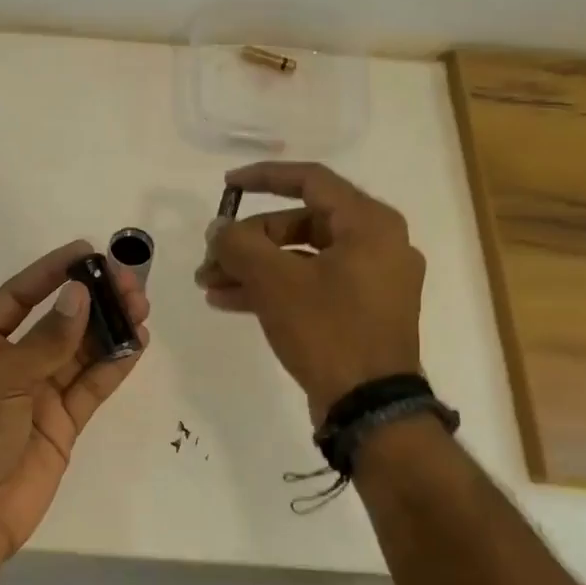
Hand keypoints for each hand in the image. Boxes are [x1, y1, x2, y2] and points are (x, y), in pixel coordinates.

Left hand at [0, 241, 149, 559]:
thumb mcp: (3, 379)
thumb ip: (47, 340)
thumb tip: (79, 294)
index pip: (19, 296)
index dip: (50, 272)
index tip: (86, 252)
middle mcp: (13, 364)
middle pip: (59, 321)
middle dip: (92, 300)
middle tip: (128, 283)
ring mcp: (40, 394)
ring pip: (81, 351)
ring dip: (110, 328)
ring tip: (141, 306)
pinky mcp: (64, 422)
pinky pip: (92, 386)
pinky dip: (114, 364)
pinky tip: (137, 342)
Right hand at [195, 161, 423, 422]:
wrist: (370, 407)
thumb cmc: (328, 331)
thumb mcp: (275, 282)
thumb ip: (240, 245)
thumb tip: (218, 229)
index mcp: (369, 224)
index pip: (310, 181)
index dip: (263, 178)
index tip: (227, 186)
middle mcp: (377, 244)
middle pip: (300, 224)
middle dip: (248, 241)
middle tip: (210, 258)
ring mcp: (371, 281)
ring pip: (301, 259)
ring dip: (253, 268)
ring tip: (208, 284)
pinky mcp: (361, 312)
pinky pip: (311, 286)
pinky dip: (274, 289)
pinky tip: (229, 301)